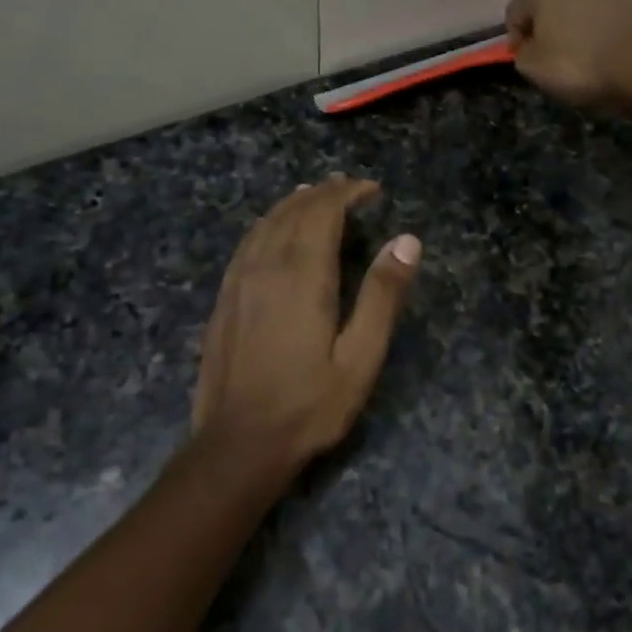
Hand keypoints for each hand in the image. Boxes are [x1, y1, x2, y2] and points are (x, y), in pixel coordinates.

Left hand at [189, 175, 421, 484]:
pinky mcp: (224, 299)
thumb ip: (383, 296)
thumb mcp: (361, 358)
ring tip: (314, 195)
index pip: (323, 213)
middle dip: (323, 193)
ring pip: (265, 223)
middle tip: (349, 187)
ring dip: (293, 204)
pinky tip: (273, 231)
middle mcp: (266, 267)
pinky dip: (267, 224)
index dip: (347, 193)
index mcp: (303, 276)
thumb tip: (407, 240)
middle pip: (293, 212)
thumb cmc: (309, 405)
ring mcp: (239, 281)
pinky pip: (247, 243)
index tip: (372, 189)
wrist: (238, 444)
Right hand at [504, 0, 631, 107]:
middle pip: (552, 5)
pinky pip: (612, 19)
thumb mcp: (534, 69)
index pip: (516, 12)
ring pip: (584, 9)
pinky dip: (607, 33)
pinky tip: (612, 57)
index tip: (525, 62)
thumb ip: (523, 55)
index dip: (516, 40)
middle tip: (555, 61)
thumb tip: (529, 48)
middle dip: (550, 29)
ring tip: (588, 60)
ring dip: (580, 29)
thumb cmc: (580, 62)